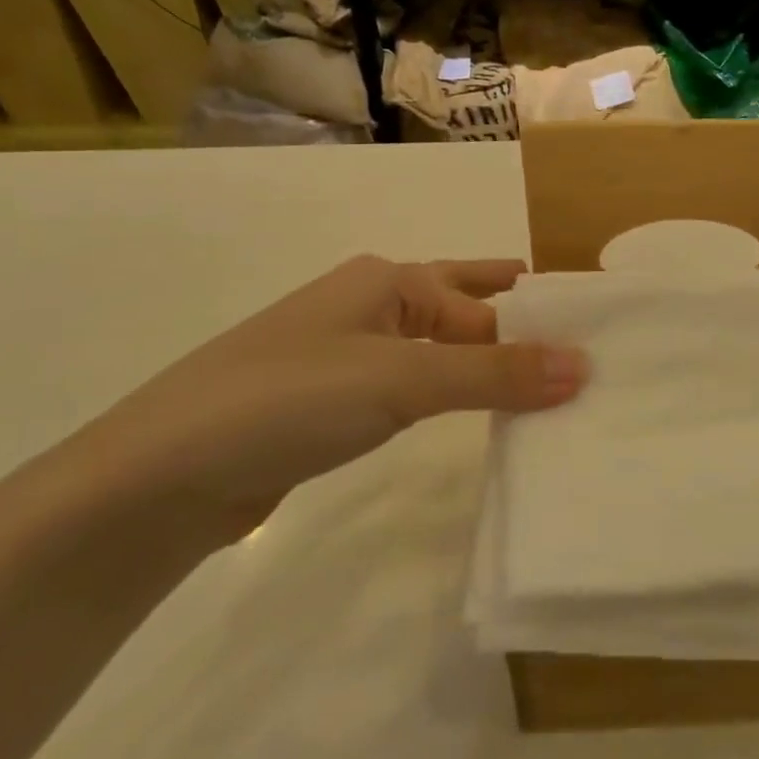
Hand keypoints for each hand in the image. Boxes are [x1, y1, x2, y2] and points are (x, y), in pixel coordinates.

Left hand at [78, 257, 585, 535]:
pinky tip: (478, 418)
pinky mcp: (335, 404)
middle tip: (584, 349)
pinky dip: (454, 398)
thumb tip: (585, 366)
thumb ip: (494, 375)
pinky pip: (415, 389)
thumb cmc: (288, 400)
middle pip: (467, 311)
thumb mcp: (401, 380)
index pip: (488, 303)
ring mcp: (351, 356)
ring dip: (489, 369)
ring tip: (547, 390)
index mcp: (389, 281)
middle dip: (520, 328)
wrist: (160, 476)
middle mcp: (373, 307)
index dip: (541, 326)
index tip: (598, 351)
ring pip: (442, 354)